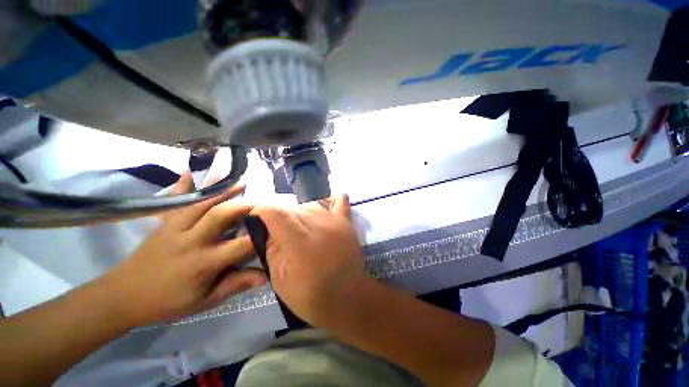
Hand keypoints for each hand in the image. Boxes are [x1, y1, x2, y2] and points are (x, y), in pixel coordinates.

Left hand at [100, 172, 265, 325]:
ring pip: (202, 203)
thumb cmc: (168, 301)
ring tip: (241, 180)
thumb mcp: (204, 300)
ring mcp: (175, 227)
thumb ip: (235, 285)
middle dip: (243, 204)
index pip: (240, 245)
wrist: (124, 295)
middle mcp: (191, 241)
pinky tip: (194, 169)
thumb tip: (264, 276)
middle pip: (220, 215)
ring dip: (223, 190)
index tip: (275, 226)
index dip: (260, 235)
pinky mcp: (164, 221)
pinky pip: (175, 199)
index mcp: (203, 263)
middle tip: (261, 199)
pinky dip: (185, 183)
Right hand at [251, 195, 368, 324]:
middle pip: (293, 208)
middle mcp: (319, 226)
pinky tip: (326, 206)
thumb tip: (270, 229)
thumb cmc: (312, 296)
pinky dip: (331, 201)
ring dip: (301, 213)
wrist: (348, 298)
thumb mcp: (280, 280)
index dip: (262, 210)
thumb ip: (272, 249)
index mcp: (300, 243)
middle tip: (281, 232)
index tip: (257, 216)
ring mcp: (335, 222)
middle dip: (282, 217)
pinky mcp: (347, 223)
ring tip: (301, 228)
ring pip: (311, 205)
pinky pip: (340, 202)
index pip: (277, 213)